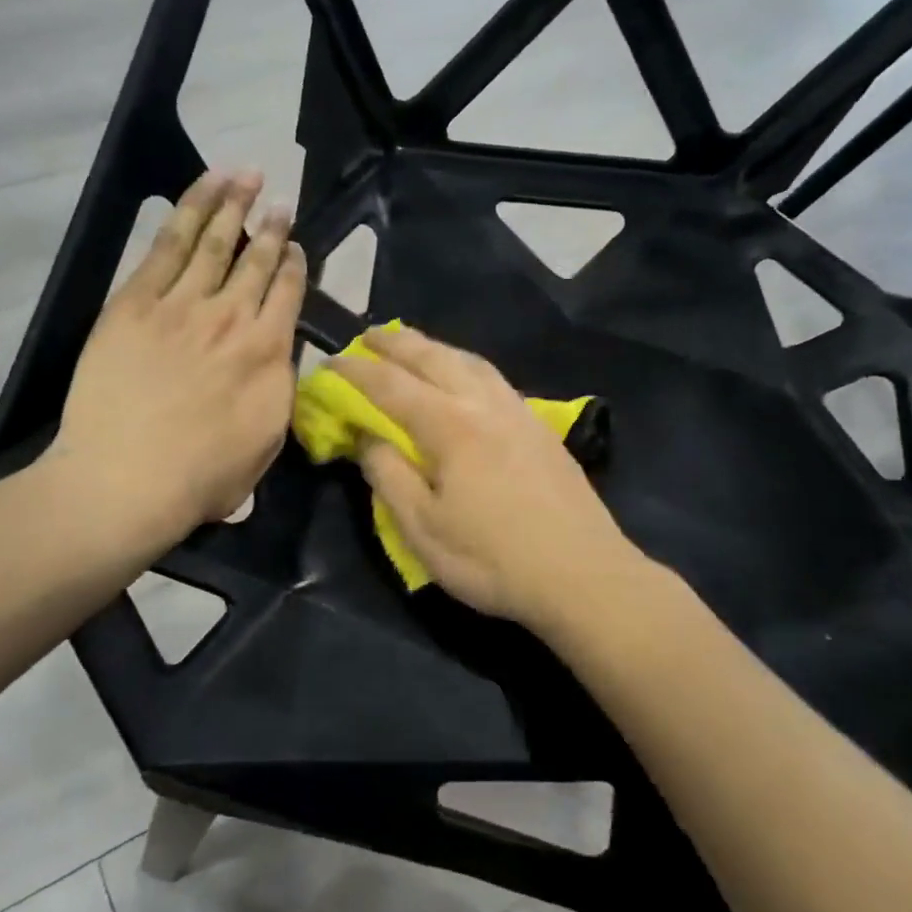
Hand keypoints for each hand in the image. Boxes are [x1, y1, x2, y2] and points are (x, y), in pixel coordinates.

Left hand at [45, 170, 305, 551]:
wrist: (126, 480)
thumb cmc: (201, 477)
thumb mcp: (267, 441)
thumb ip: (279, 388)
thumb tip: (281, 356)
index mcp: (268, 353)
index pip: (288, 292)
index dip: (294, 263)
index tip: (296, 246)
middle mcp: (232, 317)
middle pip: (256, 259)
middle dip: (271, 226)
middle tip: (280, 201)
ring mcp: (182, 304)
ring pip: (215, 241)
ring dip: (233, 204)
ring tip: (246, 175)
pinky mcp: (135, 302)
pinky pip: (167, 245)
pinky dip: (188, 211)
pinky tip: (202, 190)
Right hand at [332, 326, 640, 632]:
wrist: (583, 575)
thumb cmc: (493, 559)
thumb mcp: (423, 529)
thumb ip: (389, 476)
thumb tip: (368, 437)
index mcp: (451, 425)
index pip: (390, 386)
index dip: (355, 372)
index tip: (328, 364)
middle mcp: (485, 404)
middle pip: (434, 358)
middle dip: (396, 343)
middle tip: (367, 335)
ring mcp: (518, 412)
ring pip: (470, 361)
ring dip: (435, 348)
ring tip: (414, 346)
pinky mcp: (541, 427)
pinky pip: (494, 378)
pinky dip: (466, 365)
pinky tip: (466, 378)